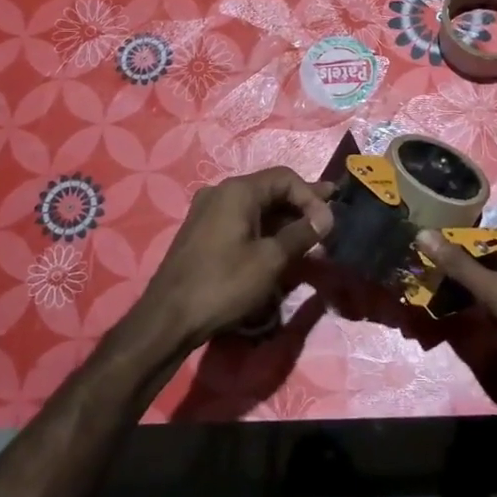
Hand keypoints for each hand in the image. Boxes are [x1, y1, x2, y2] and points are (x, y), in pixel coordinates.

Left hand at [132, 168, 334, 353]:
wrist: (168, 318)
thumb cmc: (223, 284)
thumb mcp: (270, 260)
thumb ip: (301, 234)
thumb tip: (326, 217)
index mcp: (237, 191)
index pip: (285, 178)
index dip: (311, 196)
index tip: (328, 223)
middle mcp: (220, 192)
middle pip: (270, 189)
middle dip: (301, 204)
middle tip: (329, 216)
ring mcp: (208, 212)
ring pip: (256, 206)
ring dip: (284, 218)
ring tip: (309, 232)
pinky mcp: (202, 232)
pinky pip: (241, 220)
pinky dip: (264, 228)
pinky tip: (279, 244)